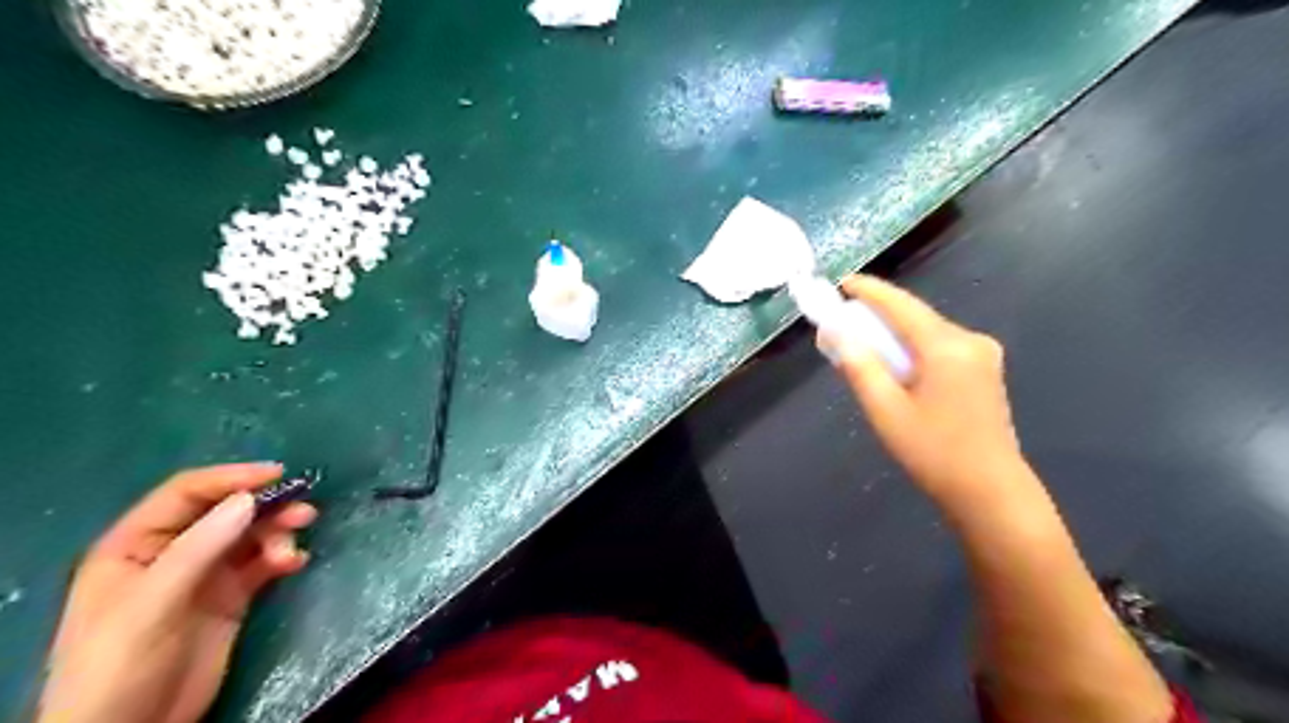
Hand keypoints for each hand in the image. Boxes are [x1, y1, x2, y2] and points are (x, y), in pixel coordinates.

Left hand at [38, 462, 315, 722]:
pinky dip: (282, 558)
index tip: (278, 475)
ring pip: (250, 536)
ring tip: (294, 546)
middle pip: (227, 512)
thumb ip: (201, 548)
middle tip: (304, 512)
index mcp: (137, 544)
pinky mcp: (230, 597)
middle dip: (265, 507)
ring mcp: (204, 575)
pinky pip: (262, 564)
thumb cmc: (120, 662)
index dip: (231, 479)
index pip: (187, 494)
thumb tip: (250, 499)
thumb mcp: (154, 602)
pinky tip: (294, 564)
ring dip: (278, 533)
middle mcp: (173, 552)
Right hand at [824, 278, 1028, 506]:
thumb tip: (837, 331)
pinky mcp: (985, 370)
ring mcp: (983, 354)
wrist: (991, 492)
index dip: (869, 291)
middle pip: (916, 316)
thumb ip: (859, 367)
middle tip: (844, 322)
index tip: (842, 283)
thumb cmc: (934, 453)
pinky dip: (912, 348)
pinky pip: (940, 346)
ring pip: (927, 331)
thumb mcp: (886, 412)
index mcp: (946, 347)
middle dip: (878, 315)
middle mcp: (969, 340)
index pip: (901, 305)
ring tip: (864, 346)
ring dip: (895, 334)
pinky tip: (896, 365)